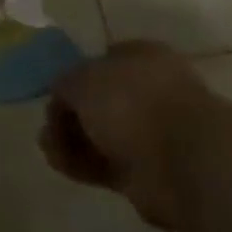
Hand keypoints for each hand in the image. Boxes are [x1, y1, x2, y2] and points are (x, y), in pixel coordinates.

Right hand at [40, 41, 212, 230]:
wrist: (182, 161)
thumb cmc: (132, 102)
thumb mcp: (82, 78)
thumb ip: (64, 83)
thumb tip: (62, 95)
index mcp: (142, 58)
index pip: (103, 60)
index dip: (75, 75)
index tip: (55, 92)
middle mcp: (149, 93)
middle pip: (99, 101)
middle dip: (70, 113)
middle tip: (49, 125)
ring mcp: (150, 134)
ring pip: (100, 134)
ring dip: (71, 140)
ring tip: (49, 146)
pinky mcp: (146, 172)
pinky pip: (105, 163)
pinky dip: (81, 163)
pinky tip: (60, 162)